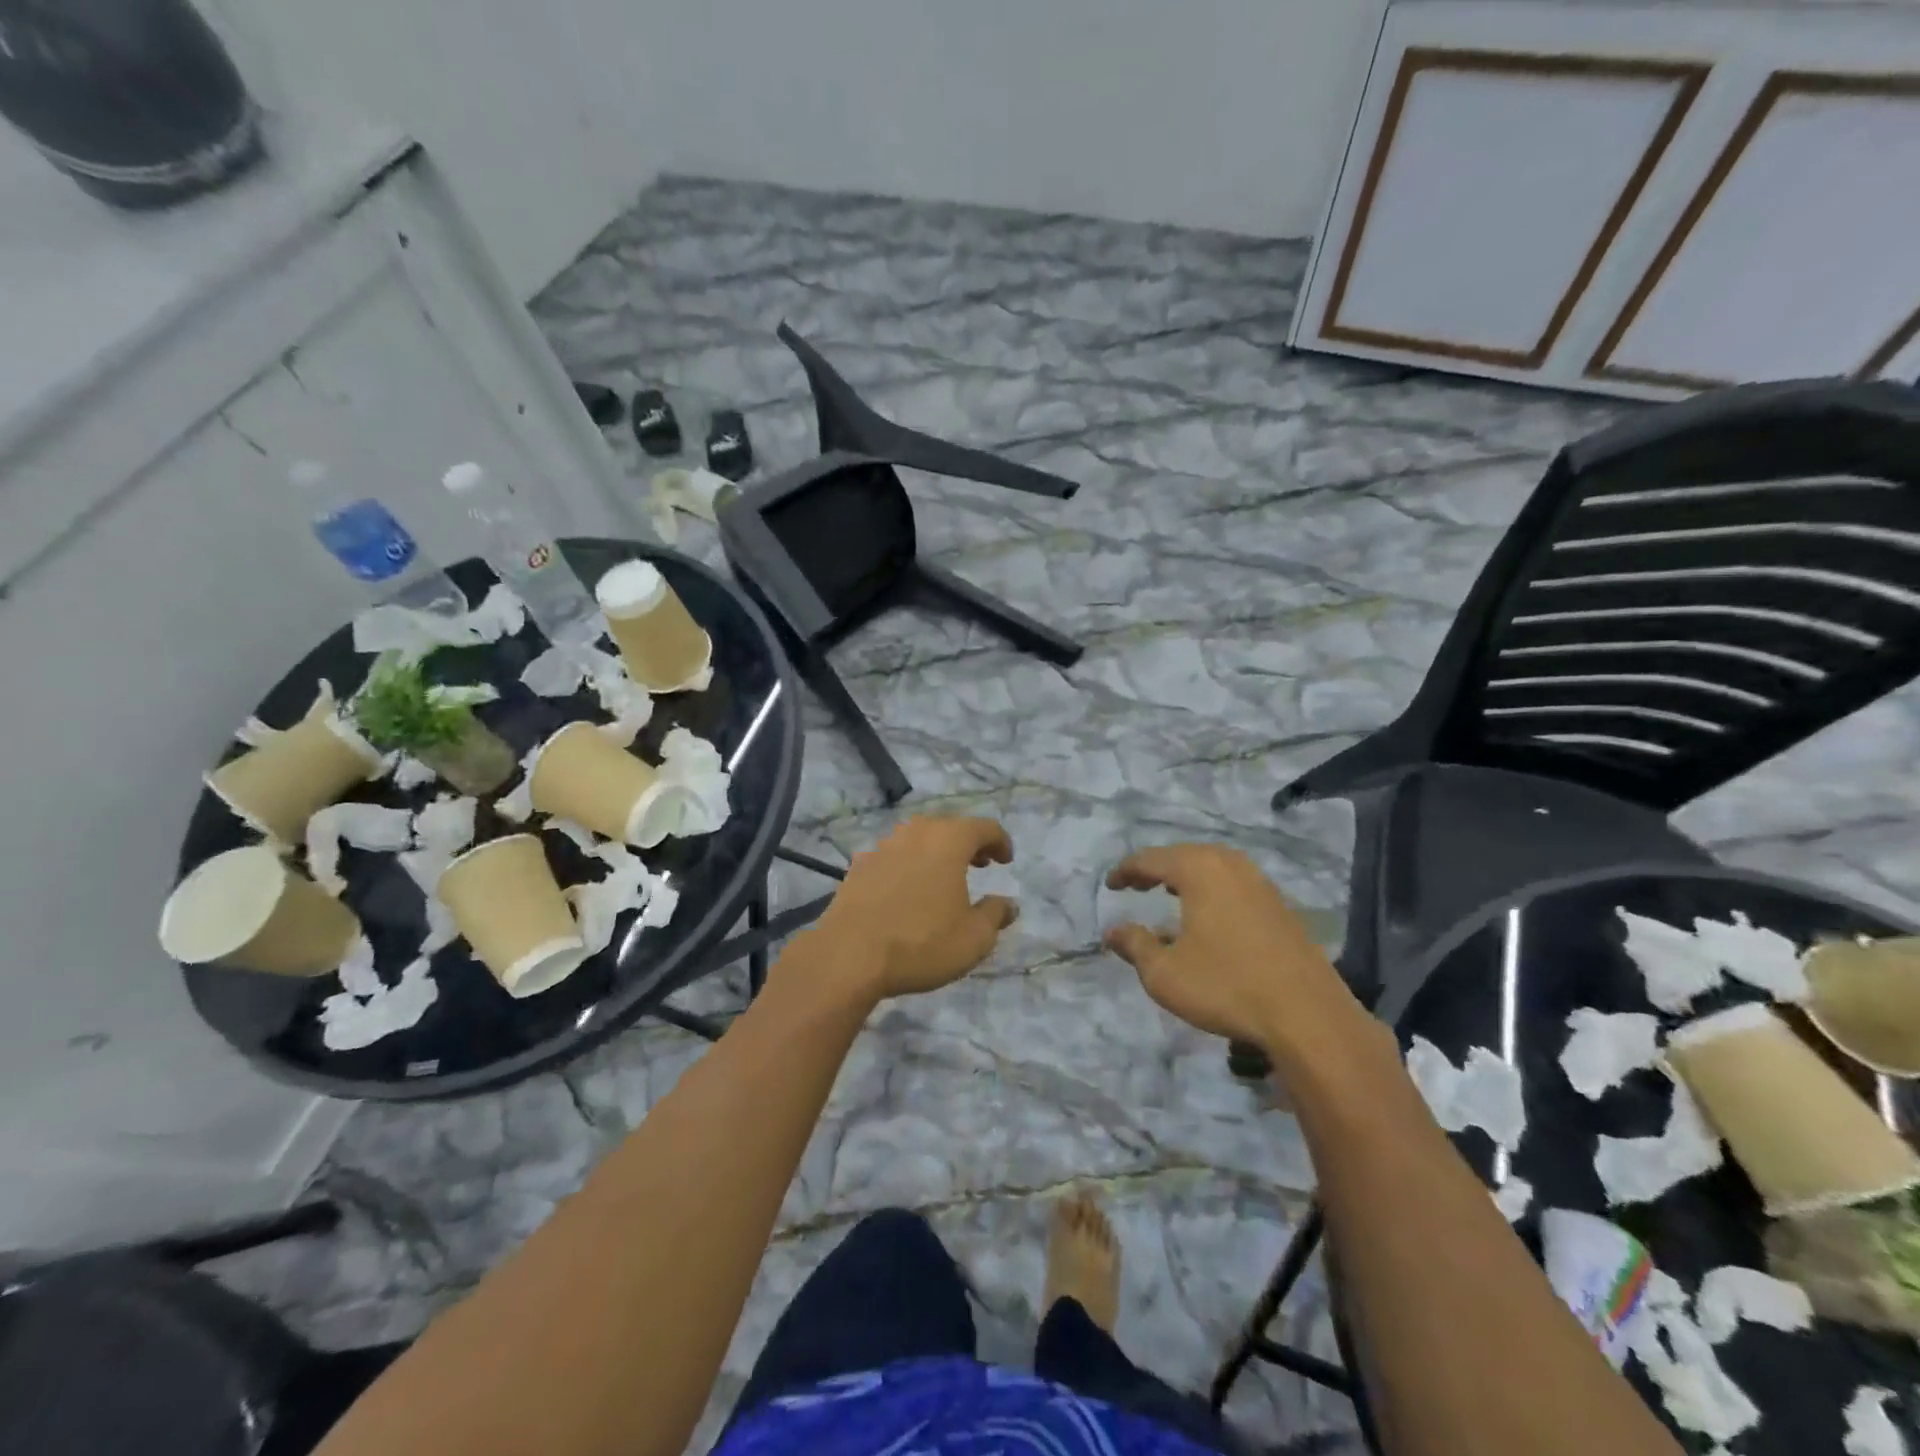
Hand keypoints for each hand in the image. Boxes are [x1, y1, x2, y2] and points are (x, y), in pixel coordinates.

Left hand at [811, 817, 1017, 999]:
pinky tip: (907, 891)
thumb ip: (995, 914)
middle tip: (980, 865)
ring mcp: (883, 846)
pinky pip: (893, 857)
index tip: (1006, 861)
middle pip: (949, 827)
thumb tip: (1008, 904)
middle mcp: (916, 833)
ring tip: (944, 878)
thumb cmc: (922, 942)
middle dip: (968, 844)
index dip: (1000, 841)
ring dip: (936, 852)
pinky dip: (908, 866)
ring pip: (918, 839)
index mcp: (949, 840)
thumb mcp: (974, 938)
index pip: (984, 827)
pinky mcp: (858, 866)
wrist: (848, 956)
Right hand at [1104, 843, 1366, 1059]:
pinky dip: (1210, 890)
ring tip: (1167, 893)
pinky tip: (1207, 915)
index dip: (1126, 871)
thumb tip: (1112, 932)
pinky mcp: (1279, 905)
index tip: (1110, 885)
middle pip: (1183, 856)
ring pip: (1212, 867)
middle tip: (1135, 886)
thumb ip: (1135, 946)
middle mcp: (1230, 865)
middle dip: (1156, 869)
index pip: (1151, 859)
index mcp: (1199, 870)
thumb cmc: (1226, 986)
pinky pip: (1233, 883)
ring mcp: (1260, 883)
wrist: (1307, 1015)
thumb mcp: (1165, 973)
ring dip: (1185, 877)